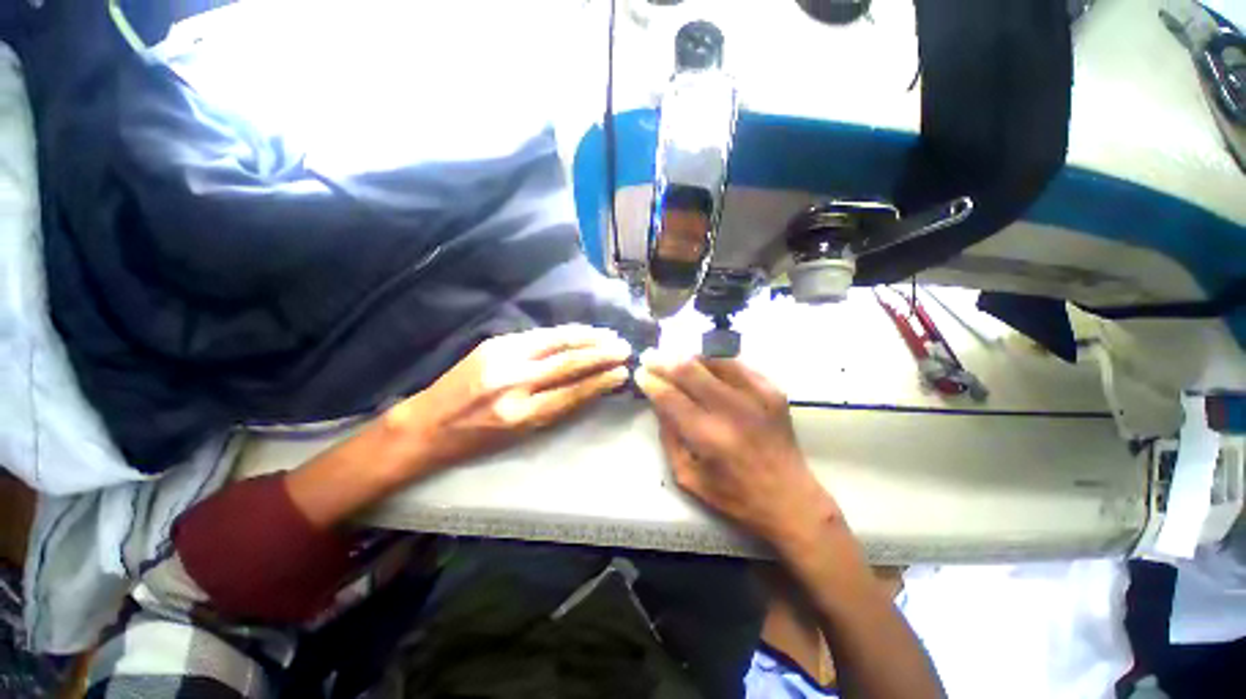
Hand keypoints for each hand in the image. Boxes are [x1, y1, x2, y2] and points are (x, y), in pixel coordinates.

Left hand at [385, 325, 631, 469]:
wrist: (429, 423)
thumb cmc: (478, 438)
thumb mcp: (521, 433)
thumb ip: (555, 408)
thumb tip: (589, 386)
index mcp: (520, 415)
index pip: (572, 393)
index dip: (601, 382)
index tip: (622, 373)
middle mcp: (513, 383)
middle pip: (567, 363)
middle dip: (600, 355)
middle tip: (624, 349)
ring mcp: (502, 358)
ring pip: (555, 342)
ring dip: (587, 338)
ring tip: (609, 336)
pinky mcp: (495, 343)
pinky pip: (539, 335)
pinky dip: (564, 333)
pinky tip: (580, 331)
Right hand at [634, 351, 841, 547]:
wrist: (791, 498)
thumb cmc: (735, 496)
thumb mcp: (689, 477)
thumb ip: (669, 437)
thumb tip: (658, 402)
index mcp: (709, 438)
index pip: (670, 397)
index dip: (651, 381)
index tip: (640, 374)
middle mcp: (733, 411)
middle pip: (689, 370)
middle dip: (664, 360)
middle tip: (651, 357)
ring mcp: (757, 395)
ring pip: (713, 359)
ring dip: (688, 356)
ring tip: (674, 358)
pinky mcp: (772, 390)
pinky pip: (737, 363)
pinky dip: (715, 360)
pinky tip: (704, 364)